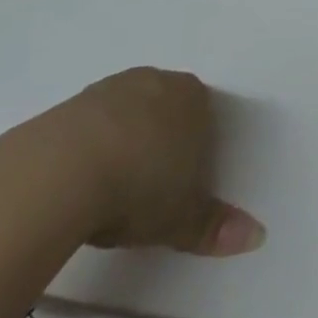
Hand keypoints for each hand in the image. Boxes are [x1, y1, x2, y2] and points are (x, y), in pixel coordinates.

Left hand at [35, 68, 264, 255]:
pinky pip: (87, 126)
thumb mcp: (182, 218)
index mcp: (192, 97)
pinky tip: (77, 184)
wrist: (60, 172)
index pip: (204, 115)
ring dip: (121, 143)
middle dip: (159, 142)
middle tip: (148, 190)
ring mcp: (109, 89)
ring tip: (110, 191)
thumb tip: (257, 236)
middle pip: (164, 109)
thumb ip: (215, 227)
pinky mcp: (67, 104)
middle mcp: (155, 82)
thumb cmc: (139, 187)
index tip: (182, 185)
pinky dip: (86, 149)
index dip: (196, 149)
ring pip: (125, 114)